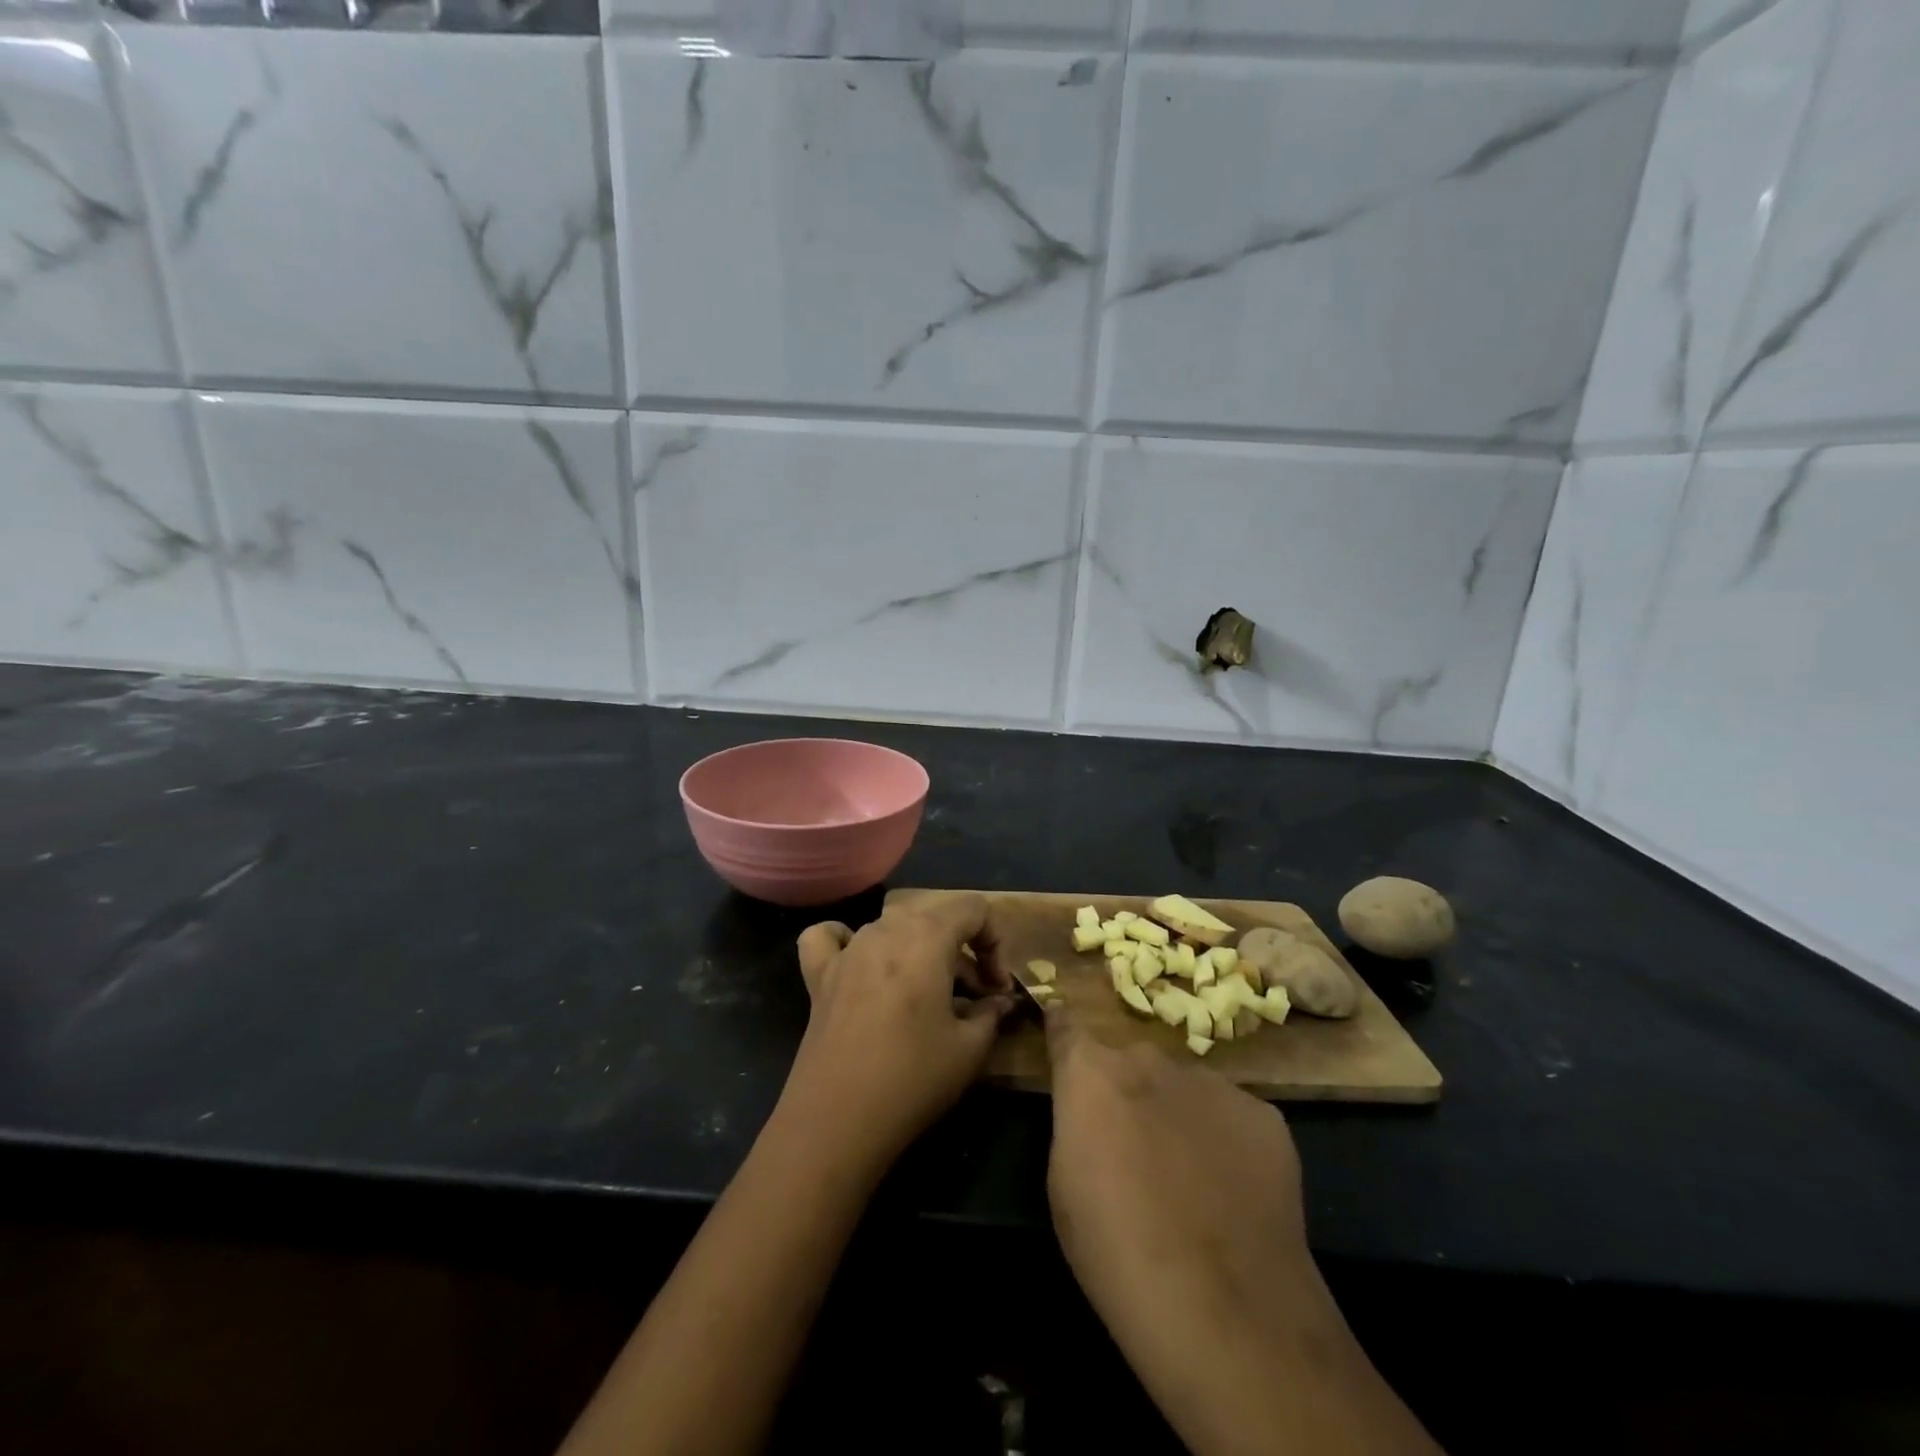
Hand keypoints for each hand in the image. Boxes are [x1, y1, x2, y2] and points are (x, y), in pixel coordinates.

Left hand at [784, 893, 1014, 1168]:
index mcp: (927, 936)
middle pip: (934, 916)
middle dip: (961, 948)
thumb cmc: (912, 1077)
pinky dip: (847, 941)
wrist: (837, 1119)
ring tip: (929, 994)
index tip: (997, 989)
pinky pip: (831, 938)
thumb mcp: (970, 1049)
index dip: (995, 943)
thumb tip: (1000, 1001)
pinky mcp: (819, 975)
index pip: (974, 909)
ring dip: (919, 949)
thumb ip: (991, 1013)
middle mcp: (885, 929)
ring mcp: (848, 949)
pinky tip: (859, 963)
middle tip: (973, 995)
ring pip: (892, 926)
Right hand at [1042, 1002, 1444, 1455]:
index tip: (1062, 1042)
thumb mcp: (1063, 1183)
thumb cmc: (1116, 1250)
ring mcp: (1213, 1082)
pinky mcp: (1264, 1115)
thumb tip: (1092, 1109)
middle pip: (1130, 1062)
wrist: (1225, 1308)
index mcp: (1092, 1071)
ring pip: (1184, 1089)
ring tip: (1190, 1181)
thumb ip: (1077, 1123)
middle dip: (1128, 1092)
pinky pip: (1231, 1116)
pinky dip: (1225, 1142)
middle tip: (1134, 1149)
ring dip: (1178, 1116)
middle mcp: (1150, 1058)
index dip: (1063, 1034)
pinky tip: (1233, 1195)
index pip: (1066, 1024)